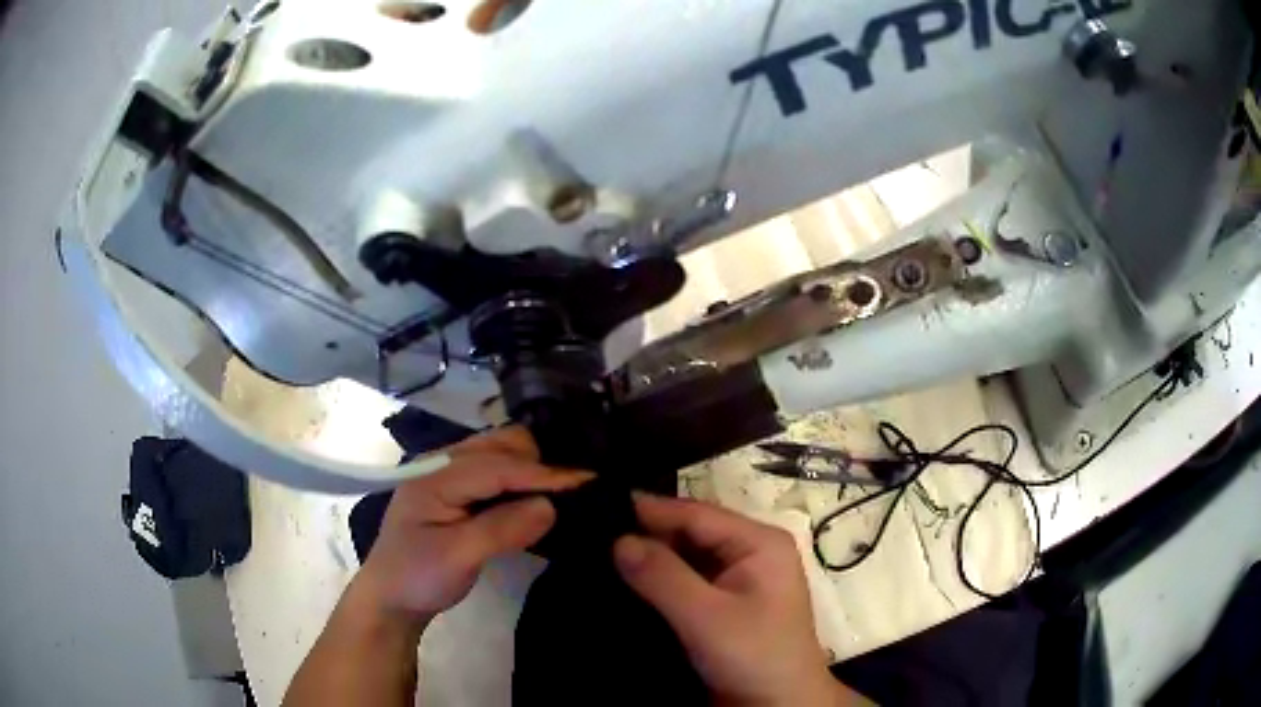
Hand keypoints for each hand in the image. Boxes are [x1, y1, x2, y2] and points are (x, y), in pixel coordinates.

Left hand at [352, 427, 592, 624]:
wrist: (390, 595)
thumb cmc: (418, 577)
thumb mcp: (457, 558)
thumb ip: (501, 529)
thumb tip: (550, 506)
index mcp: (436, 475)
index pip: (499, 466)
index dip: (544, 473)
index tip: (589, 481)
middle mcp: (443, 462)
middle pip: (502, 444)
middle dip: (540, 462)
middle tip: (575, 492)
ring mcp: (449, 472)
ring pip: (502, 453)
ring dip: (532, 468)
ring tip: (562, 494)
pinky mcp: (458, 487)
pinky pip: (497, 470)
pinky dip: (521, 479)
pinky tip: (536, 499)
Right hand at [614, 495, 862, 706]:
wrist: (779, 705)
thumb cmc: (754, 656)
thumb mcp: (707, 618)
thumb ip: (663, 577)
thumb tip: (618, 540)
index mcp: (759, 542)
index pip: (695, 514)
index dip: (648, 510)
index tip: (595, 508)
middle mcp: (749, 551)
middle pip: (689, 533)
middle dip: (645, 535)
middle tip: (591, 534)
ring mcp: (737, 579)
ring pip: (685, 557)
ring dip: (649, 559)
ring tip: (598, 554)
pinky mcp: (724, 604)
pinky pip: (686, 581)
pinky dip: (658, 581)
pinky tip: (624, 581)